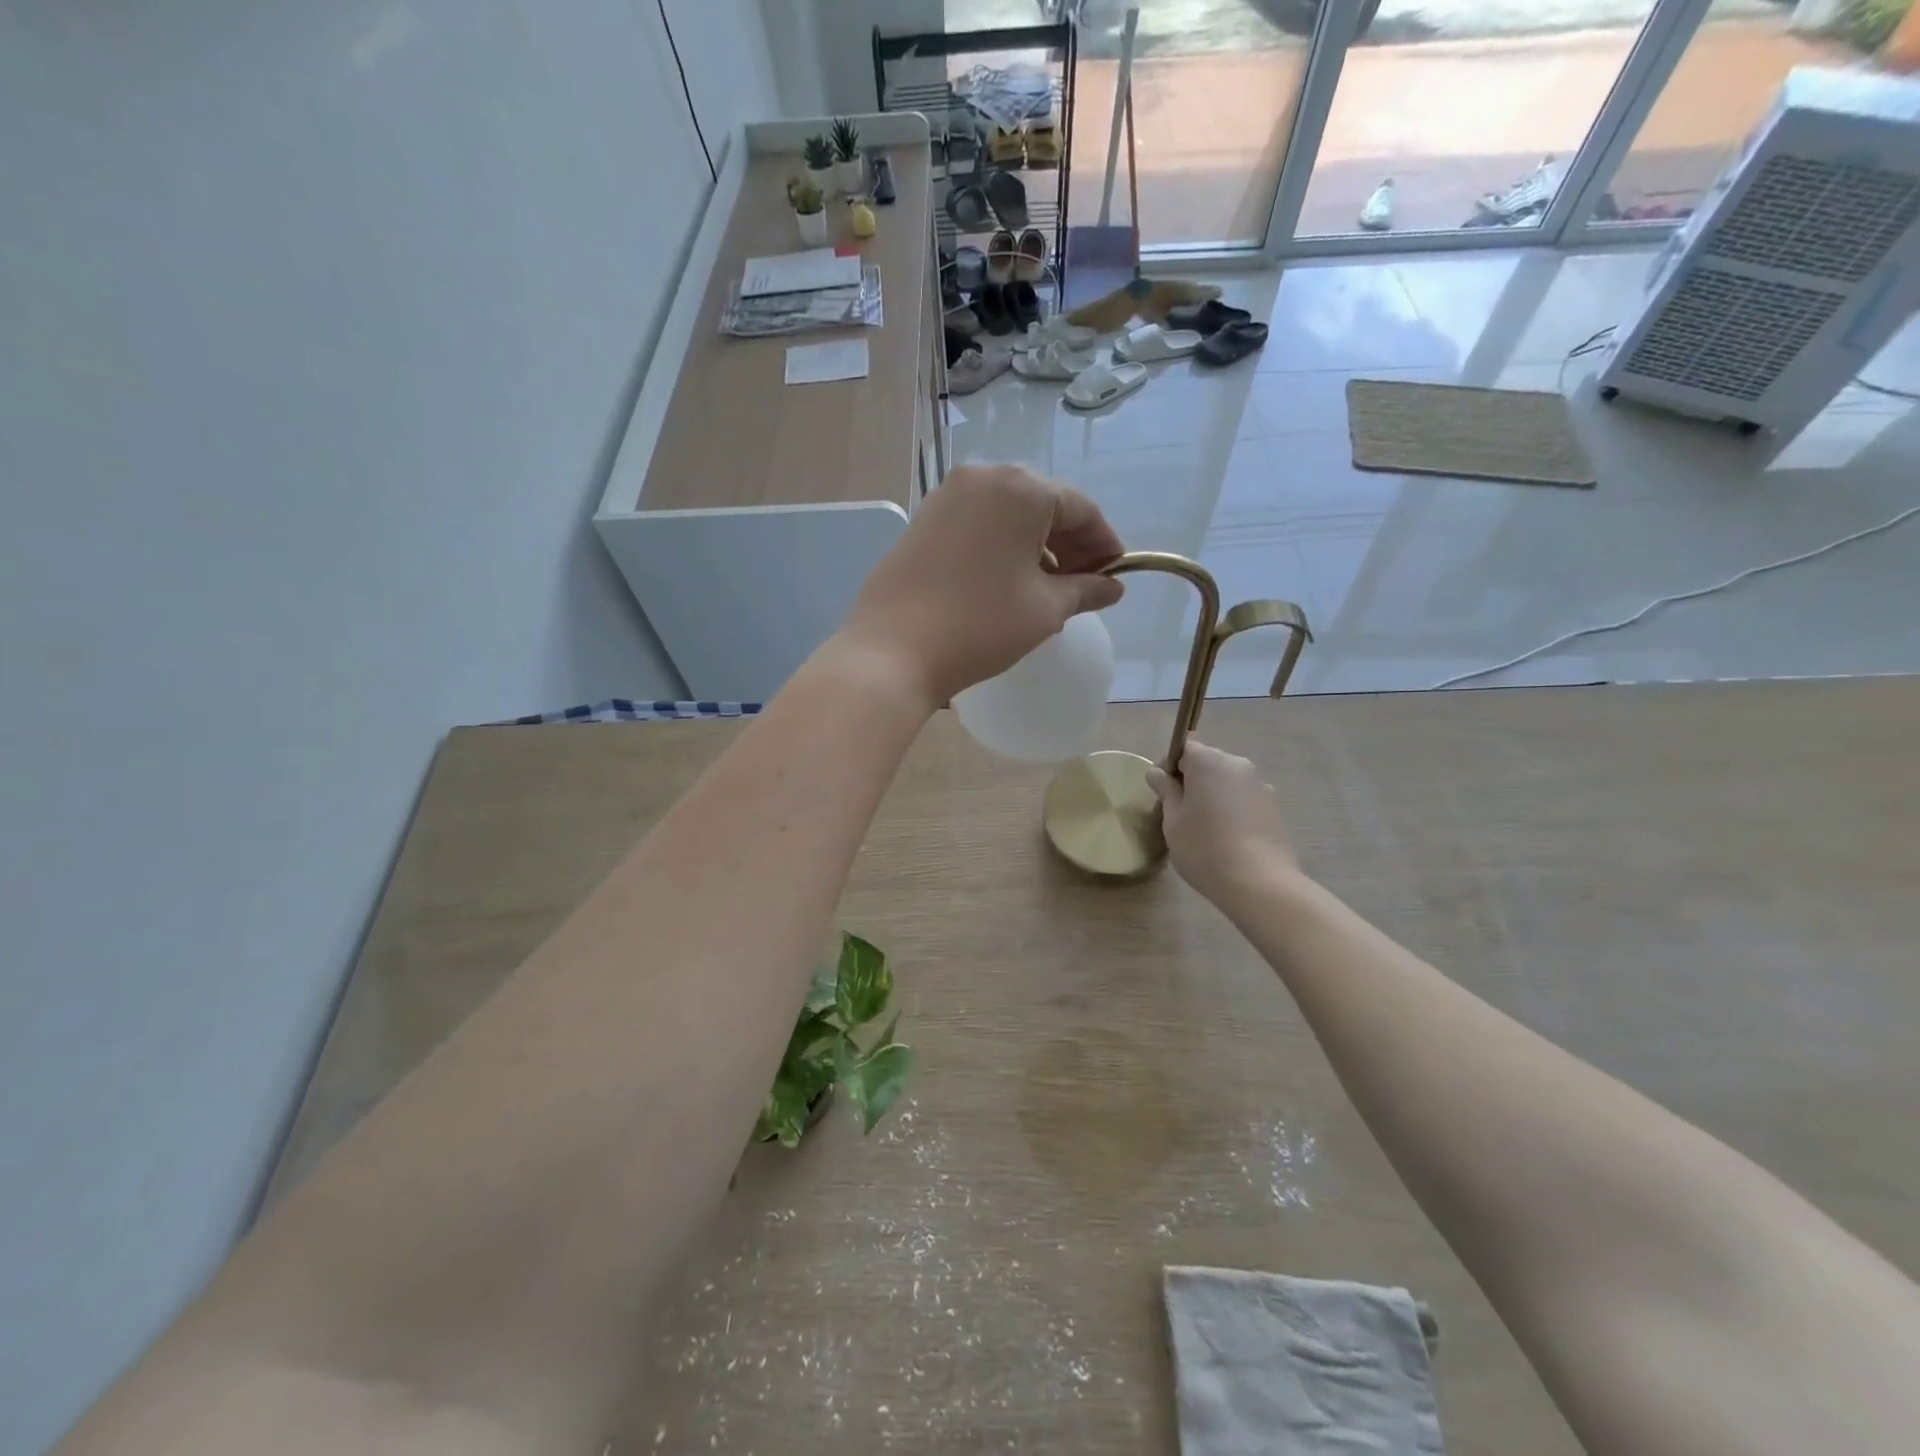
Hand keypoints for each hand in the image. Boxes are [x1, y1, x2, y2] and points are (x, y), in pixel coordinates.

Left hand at [841, 465, 1124, 704]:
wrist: (893, 651)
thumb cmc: (980, 625)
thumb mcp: (1044, 610)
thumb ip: (1086, 590)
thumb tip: (1112, 587)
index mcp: (1020, 488)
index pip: (1080, 508)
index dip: (1104, 542)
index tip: (1115, 575)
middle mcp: (983, 477)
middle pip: (1043, 504)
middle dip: (1069, 543)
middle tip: (1084, 584)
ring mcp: (947, 496)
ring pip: (1009, 513)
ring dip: (1035, 545)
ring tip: (1047, 588)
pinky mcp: (924, 519)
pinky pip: (979, 523)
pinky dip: (1002, 545)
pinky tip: (1007, 581)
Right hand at [1147, 741, 1300, 904]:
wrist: (1260, 884)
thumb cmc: (1204, 848)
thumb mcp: (1173, 820)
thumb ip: (1166, 791)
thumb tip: (1158, 773)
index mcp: (1210, 762)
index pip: (1184, 748)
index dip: (1169, 766)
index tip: (1162, 792)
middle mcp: (1238, 765)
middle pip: (1207, 763)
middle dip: (1191, 780)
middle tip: (1179, 813)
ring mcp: (1261, 786)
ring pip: (1227, 782)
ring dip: (1213, 795)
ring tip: (1205, 829)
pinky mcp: (1275, 808)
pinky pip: (1244, 799)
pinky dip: (1232, 810)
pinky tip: (1228, 838)